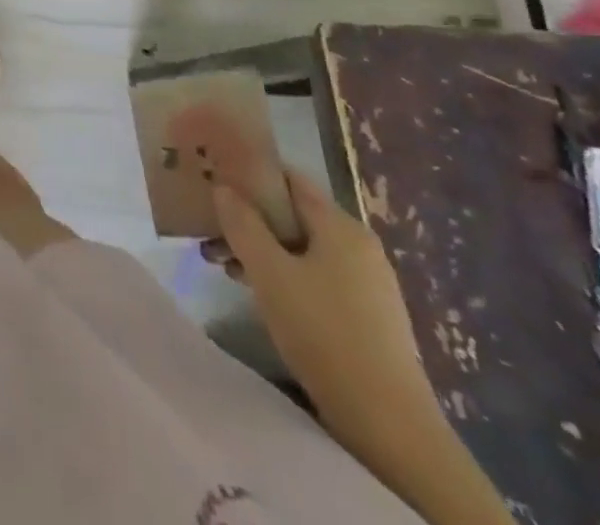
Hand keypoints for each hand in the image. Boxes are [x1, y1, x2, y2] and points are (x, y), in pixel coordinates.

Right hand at [208, 171, 436, 441]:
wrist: (389, 425)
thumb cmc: (324, 333)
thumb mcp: (270, 273)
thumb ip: (242, 224)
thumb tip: (223, 188)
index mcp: (341, 226)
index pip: (289, 179)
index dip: (250, 175)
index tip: (214, 182)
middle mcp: (358, 245)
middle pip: (293, 215)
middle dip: (248, 220)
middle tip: (210, 234)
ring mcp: (367, 282)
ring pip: (301, 248)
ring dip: (260, 250)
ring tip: (224, 267)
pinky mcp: (367, 314)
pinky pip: (316, 276)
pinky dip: (283, 275)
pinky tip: (259, 294)